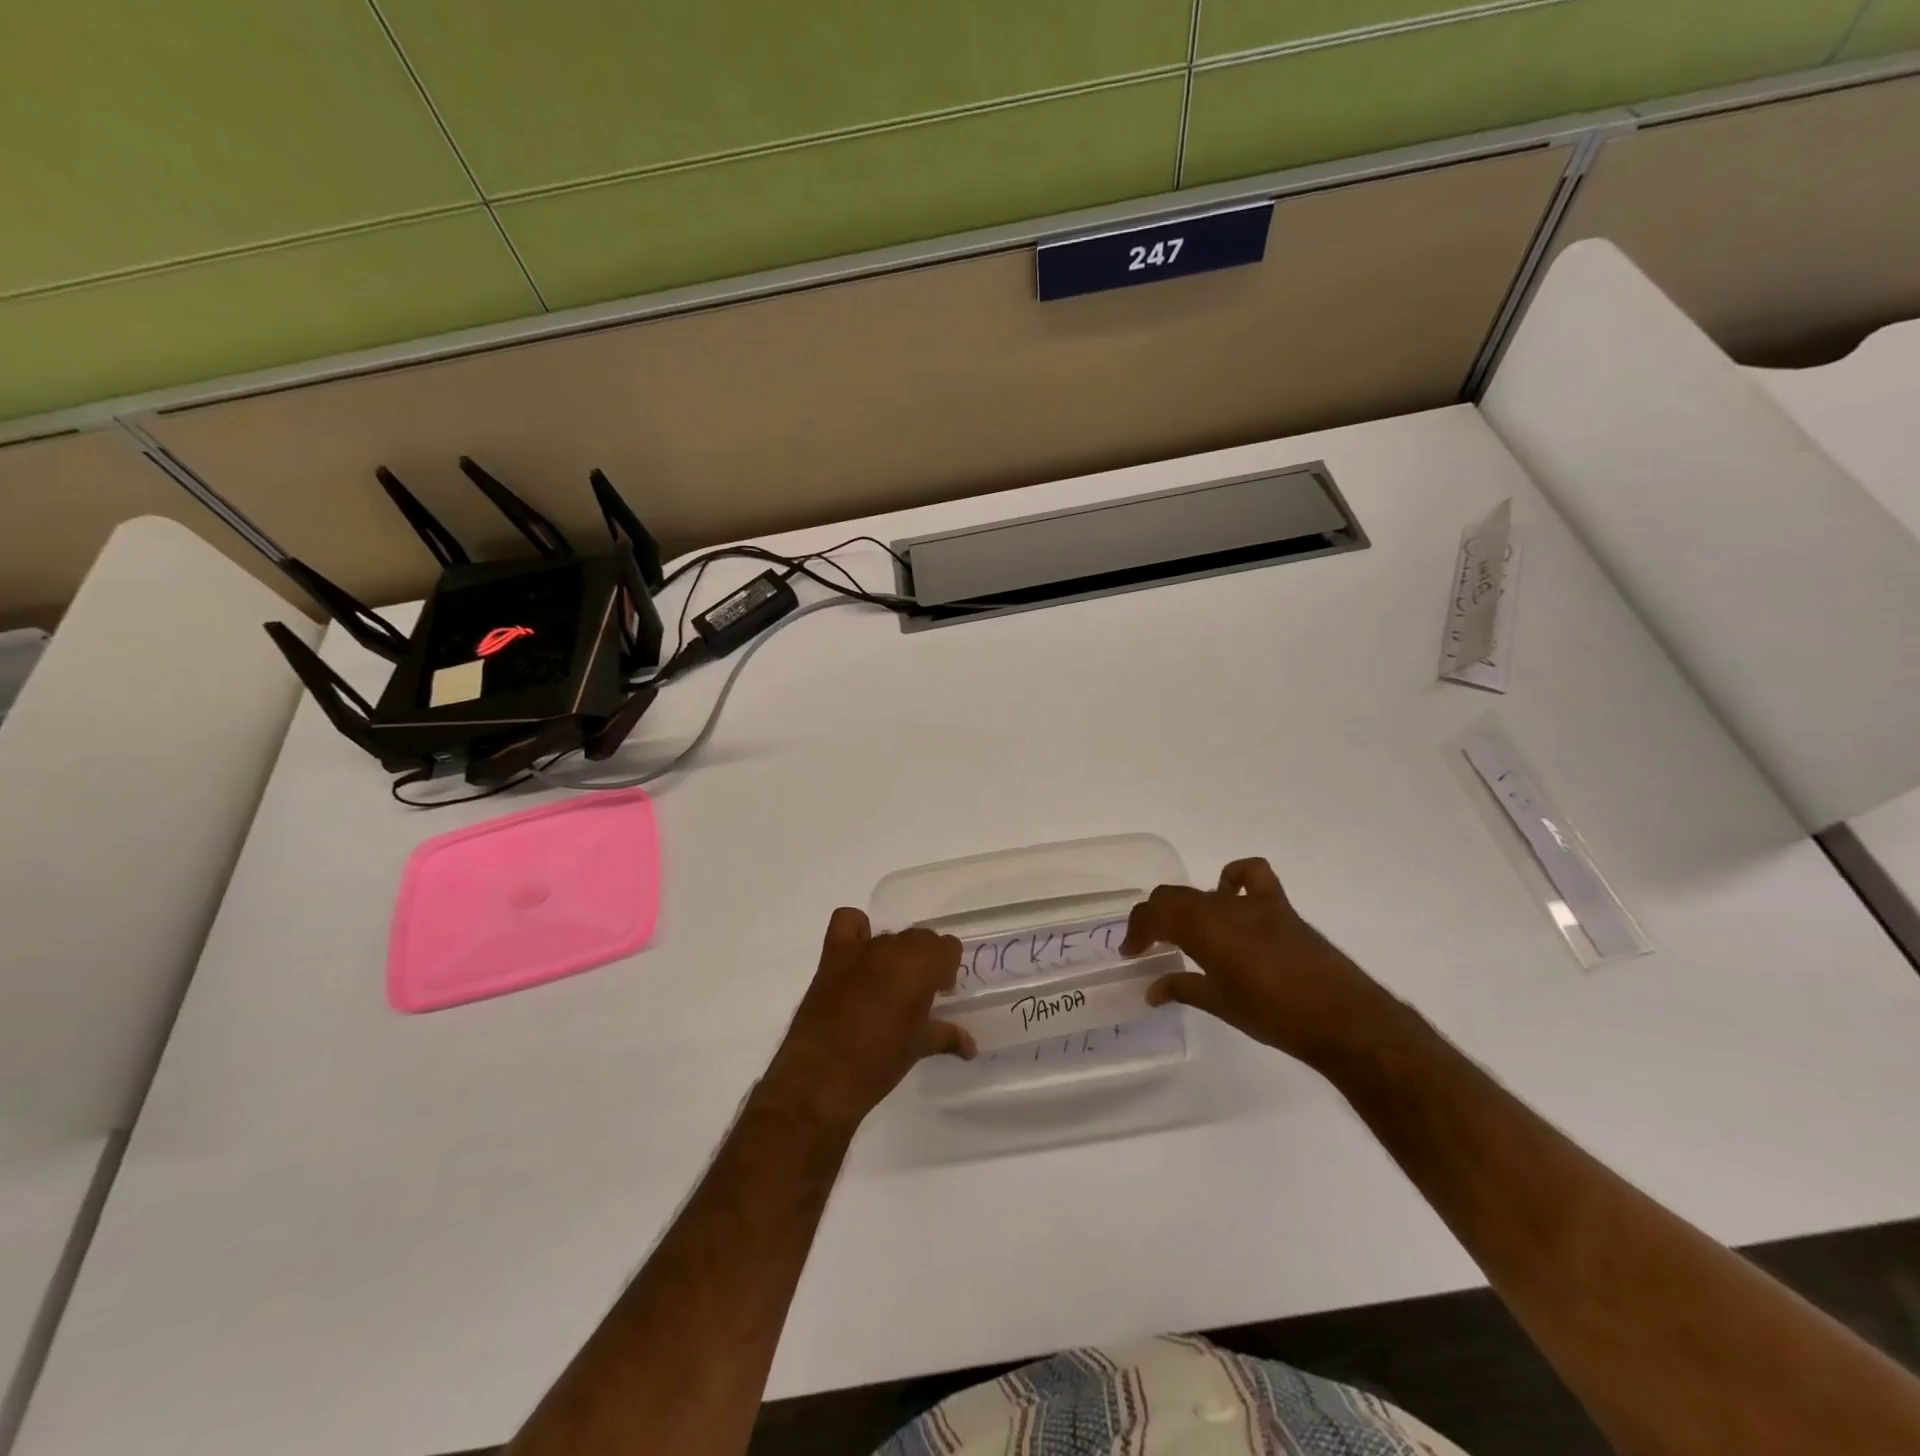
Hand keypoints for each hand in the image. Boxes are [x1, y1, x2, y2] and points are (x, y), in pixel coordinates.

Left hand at [760, 909, 974, 1135]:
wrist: (821, 1076)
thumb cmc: (880, 1062)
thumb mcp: (919, 1048)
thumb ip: (947, 1036)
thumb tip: (971, 1047)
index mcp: (921, 966)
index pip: (948, 947)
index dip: (947, 969)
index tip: (940, 993)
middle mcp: (894, 948)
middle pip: (920, 939)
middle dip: (924, 962)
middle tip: (917, 995)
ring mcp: (861, 948)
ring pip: (890, 936)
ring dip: (895, 956)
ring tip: (887, 987)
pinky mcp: (832, 954)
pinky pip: (848, 922)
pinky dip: (857, 931)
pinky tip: (858, 955)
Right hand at [1121, 857, 1405, 1069]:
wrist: (1341, 1018)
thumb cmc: (1273, 1016)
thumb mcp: (1220, 1005)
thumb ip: (1182, 989)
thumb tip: (1152, 990)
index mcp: (1202, 930)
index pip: (1153, 915)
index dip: (1136, 931)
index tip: (1130, 952)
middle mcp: (1222, 908)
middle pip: (1173, 897)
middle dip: (1154, 918)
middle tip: (1150, 945)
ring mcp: (1252, 903)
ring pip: (1203, 891)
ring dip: (1186, 906)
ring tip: (1186, 930)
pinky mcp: (1280, 906)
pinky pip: (1252, 875)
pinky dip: (1235, 878)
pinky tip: (1232, 898)